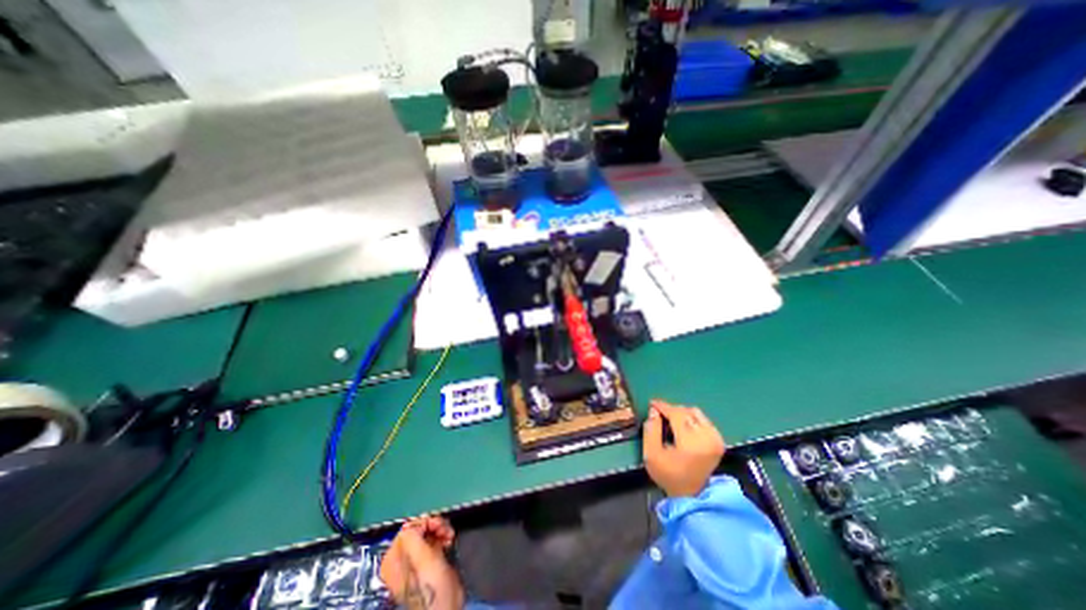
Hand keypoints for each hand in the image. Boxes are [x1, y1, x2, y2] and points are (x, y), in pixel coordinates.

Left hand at [379, 518, 463, 608]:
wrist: (445, 604)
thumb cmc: (430, 584)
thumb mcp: (420, 557)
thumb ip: (412, 537)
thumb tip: (413, 523)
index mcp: (393, 558)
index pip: (408, 527)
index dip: (425, 523)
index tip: (438, 526)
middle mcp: (402, 557)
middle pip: (419, 528)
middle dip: (434, 525)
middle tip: (445, 530)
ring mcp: (416, 559)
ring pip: (428, 531)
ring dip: (441, 529)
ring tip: (449, 535)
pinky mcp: (428, 560)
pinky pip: (434, 538)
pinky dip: (443, 535)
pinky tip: (449, 540)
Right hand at [639, 400, 723, 493]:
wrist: (691, 494)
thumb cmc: (668, 475)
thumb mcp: (651, 455)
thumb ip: (651, 430)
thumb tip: (654, 410)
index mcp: (690, 443)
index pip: (677, 414)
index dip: (663, 406)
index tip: (652, 403)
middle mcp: (707, 438)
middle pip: (686, 412)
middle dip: (671, 410)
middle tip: (659, 414)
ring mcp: (715, 439)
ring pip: (696, 413)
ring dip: (681, 413)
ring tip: (670, 420)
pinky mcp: (719, 441)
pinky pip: (703, 420)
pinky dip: (691, 418)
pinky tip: (683, 426)